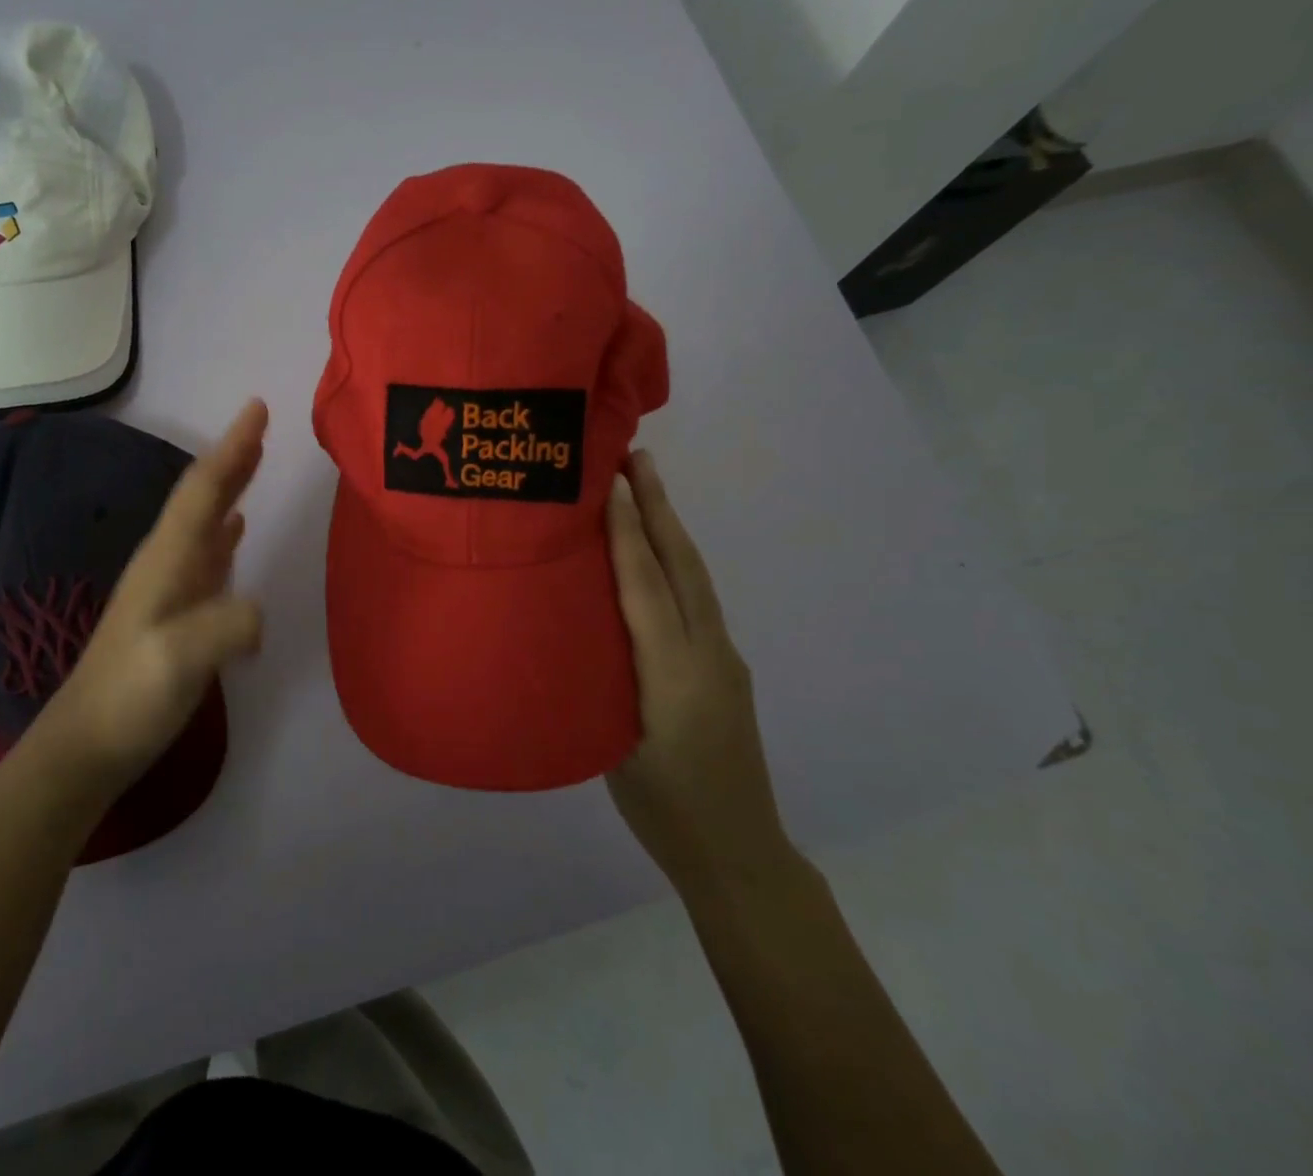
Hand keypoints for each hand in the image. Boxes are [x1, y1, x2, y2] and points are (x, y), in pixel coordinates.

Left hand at [39, 399, 267, 796]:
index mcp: (166, 560)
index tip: (256, 408)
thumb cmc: (130, 696)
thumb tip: (258, 611)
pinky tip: (235, 530)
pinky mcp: (175, 611)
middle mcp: (165, 562)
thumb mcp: (180, 660)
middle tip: (261, 424)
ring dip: (230, 488)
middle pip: (202, 497)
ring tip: (253, 462)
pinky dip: (225, 532)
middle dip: (232, 458)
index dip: (232, 448)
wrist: (87, 744)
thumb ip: (226, 626)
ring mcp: (169, 587)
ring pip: (205, 521)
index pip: (203, 490)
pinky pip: (207, 554)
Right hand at [605, 450, 794, 893]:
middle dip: (659, 507)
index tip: (610, 482)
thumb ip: (599, 678)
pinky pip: (697, 600)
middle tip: (637, 457)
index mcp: (672, 674)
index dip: (627, 532)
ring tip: (644, 489)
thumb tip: (572, 623)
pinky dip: (675, 563)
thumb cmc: (663, 808)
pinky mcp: (726, 668)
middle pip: (682, 566)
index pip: (645, 586)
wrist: (740, 853)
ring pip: (694, 579)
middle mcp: (707, 653)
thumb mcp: (612, 746)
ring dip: (670, 528)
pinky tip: (656, 558)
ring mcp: (724, 658)